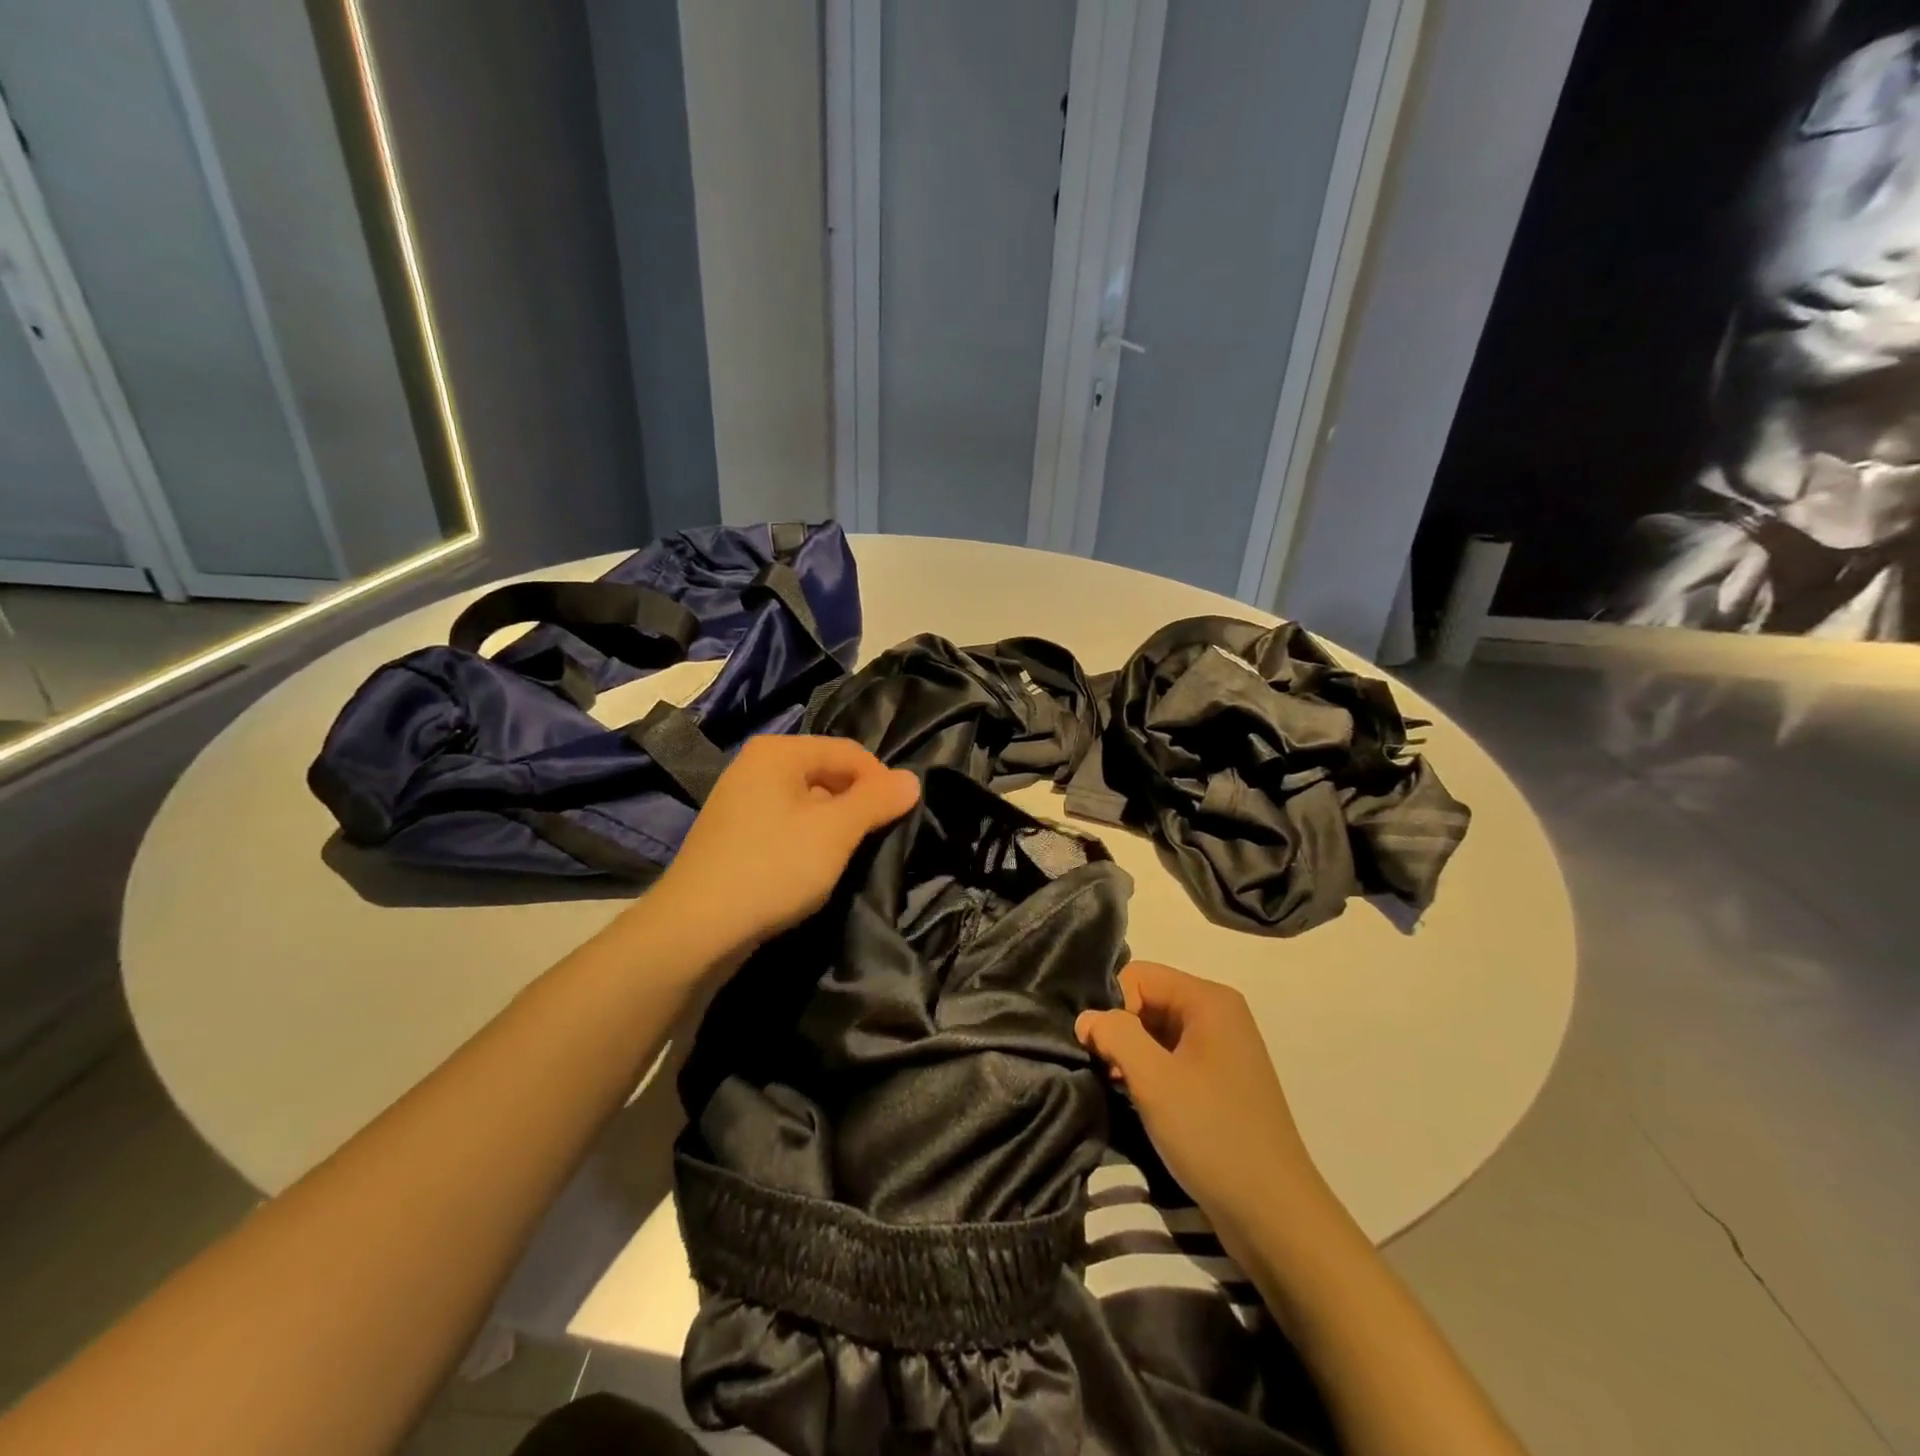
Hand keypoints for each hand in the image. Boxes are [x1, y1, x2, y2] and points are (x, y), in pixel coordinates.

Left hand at [651, 735, 919, 956]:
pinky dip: (808, 839)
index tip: (900, 818)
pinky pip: (785, 823)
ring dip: (834, 825)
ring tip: (847, 857)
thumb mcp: (836, 832)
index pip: (849, 751)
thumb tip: (912, 779)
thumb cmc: (773, 867)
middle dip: (857, 803)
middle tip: (876, 840)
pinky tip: (813, 868)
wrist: (696, 929)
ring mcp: (740, 800)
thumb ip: (877, 801)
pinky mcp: (733, 834)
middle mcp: (756, 765)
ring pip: (807, 801)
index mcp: (779, 752)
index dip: (881, 781)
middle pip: (827, 772)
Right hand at [1076, 962, 1323, 1235]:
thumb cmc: (1212, 1135)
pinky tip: (1139, 1099)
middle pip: (1148, 999)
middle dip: (1120, 1030)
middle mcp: (1219, 1013)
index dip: (1113, 1007)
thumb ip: (1114, 1034)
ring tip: (1120, 1087)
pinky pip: (1173, 1056)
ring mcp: (1223, 1048)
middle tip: (1106, 1071)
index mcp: (1209, 1000)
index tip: (1102, 1050)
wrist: (1275, 1216)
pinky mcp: (1221, 1080)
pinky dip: (1150, 1071)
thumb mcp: (1153, 1079)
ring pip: (1157, 1030)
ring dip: (1132, 1054)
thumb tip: (1086, 1018)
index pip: (1138, 975)